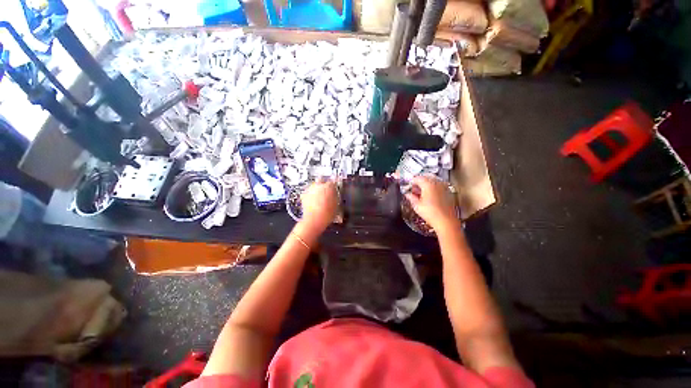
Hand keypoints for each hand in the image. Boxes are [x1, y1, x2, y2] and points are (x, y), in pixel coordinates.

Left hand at [297, 180, 338, 236]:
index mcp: (328, 186)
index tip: (334, 189)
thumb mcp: (336, 204)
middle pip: (322, 180)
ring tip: (320, 197)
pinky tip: (313, 201)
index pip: (333, 181)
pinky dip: (311, 194)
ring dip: (317, 189)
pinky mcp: (303, 195)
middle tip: (327, 192)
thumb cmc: (327, 213)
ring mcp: (310, 189)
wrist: (313, 220)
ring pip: (314, 185)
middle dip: (324, 185)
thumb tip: (335, 193)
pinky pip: (309, 192)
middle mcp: (318, 185)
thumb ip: (336, 196)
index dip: (334, 186)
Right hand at [405, 176, 458, 232]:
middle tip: (413, 189)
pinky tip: (428, 196)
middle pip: (426, 178)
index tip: (408, 186)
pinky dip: (432, 188)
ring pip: (432, 181)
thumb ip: (411, 197)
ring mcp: (444, 187)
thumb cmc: (431, 213)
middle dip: (419, 182)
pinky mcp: (448, 192)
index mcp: (428, 184)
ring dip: (426, 185)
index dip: (411, 182)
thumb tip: (408, 194)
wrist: (446, 221)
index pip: (417, 178)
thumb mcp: (417, 205)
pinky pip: (438, 186)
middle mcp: (437, 183)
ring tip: (420, 193)